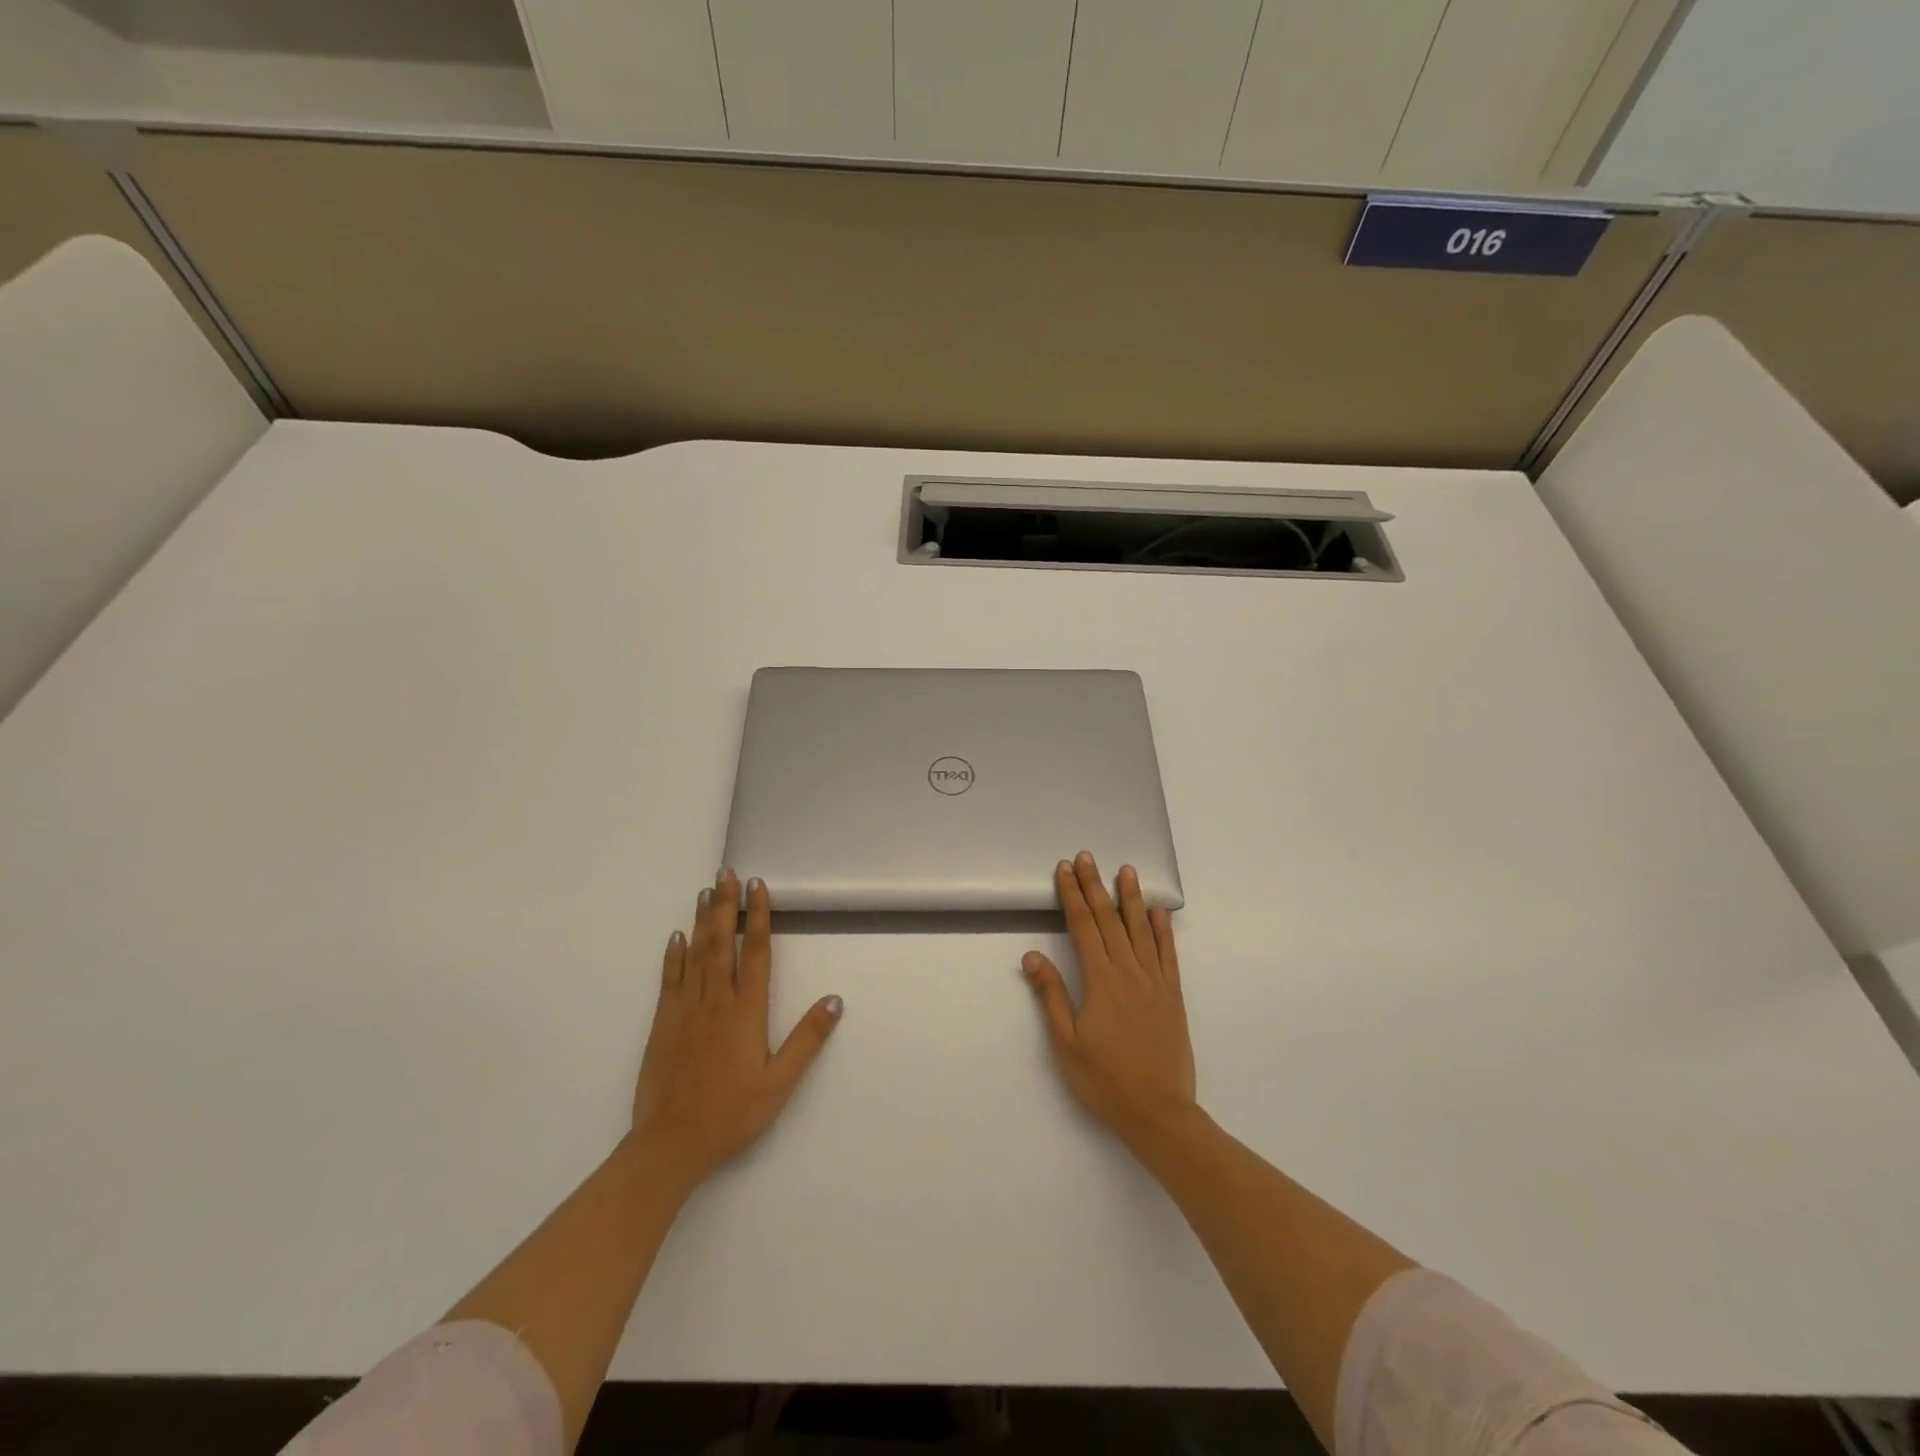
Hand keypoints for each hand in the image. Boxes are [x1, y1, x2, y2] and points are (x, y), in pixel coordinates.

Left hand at [631, 869, 841, 1186]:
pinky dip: (674, 954)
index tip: (757, 886)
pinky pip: (670, 979)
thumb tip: (835, 1000)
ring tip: (705, 891)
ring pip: (696, 953)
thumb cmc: (732, 1113)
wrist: (671, 1144)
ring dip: (702, 920)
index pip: (756, 952)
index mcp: (746, 1011)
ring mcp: (686, 1009)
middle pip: (723, 942)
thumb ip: (807, 1039)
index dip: (758, 916)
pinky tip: (677, 935)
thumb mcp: (780, 1083)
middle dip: (725, 905)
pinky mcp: (663, 1023)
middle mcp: (716, 1000)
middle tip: (726, 873)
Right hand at [1022, 852, 1197, 1150]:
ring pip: (1141, 930)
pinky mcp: (1173, 996)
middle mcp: (1129, 972)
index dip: (1072, 896)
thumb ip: (1051, 996)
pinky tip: (1159, 912)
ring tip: (1125, 870)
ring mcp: (1155, 982)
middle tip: (1087, 857)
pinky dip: (1163, 931)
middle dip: (1095, 886)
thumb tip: (1032, 955)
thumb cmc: (1104, 1081)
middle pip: (1109, 920)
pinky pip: (1168, 955)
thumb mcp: (1066, 1043)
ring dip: (1131, 898)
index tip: (1064, 870)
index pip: (1083, 927)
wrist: (1159, 1112)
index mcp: (1101, 981)